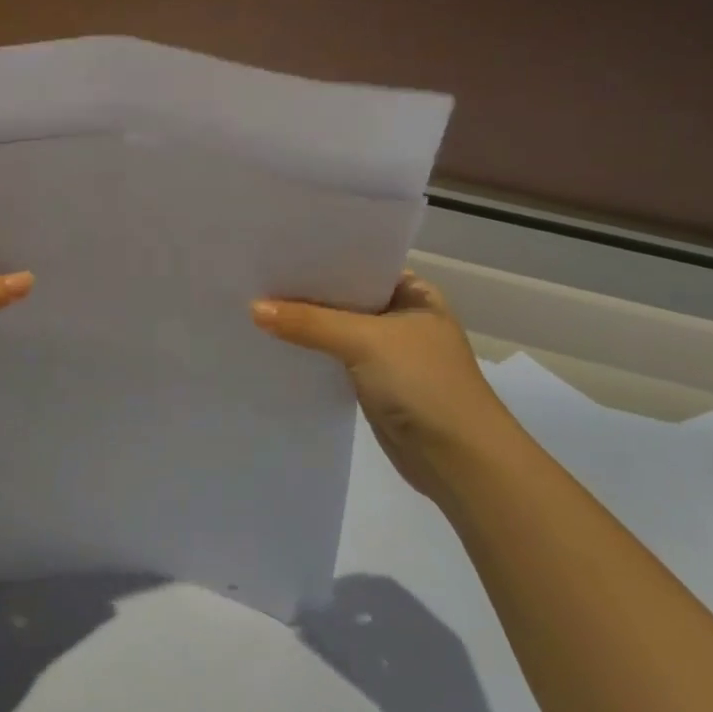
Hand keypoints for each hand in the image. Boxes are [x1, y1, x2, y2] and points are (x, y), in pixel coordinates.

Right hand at [251, 270, 525, 501]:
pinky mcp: (372, 382)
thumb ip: (308, 323)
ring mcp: (387, 352)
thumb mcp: (364, 341)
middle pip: (343, 298)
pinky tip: (274, 344)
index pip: (358, 264)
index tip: (274, 251)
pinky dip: (309, 352)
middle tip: (255, 277)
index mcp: (413, 293)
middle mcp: (401, 317)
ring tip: (253, 306)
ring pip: (335, 330)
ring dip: (304, 325)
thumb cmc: (424, 384)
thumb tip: (252, 308)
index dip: (319, 259)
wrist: (460, 460)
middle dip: (304, 292)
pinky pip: (332, 358)